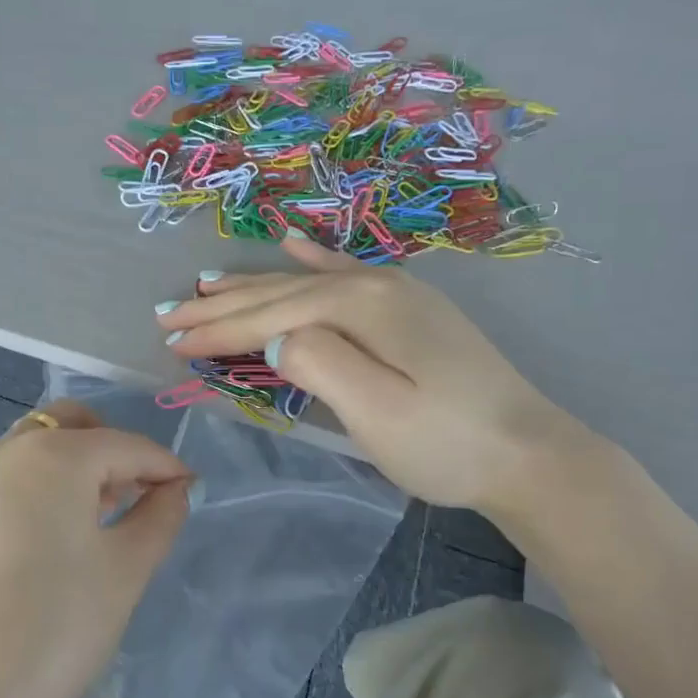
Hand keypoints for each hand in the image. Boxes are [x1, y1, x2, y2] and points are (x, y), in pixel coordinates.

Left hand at [0, 400, 192, 697]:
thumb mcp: (124, 573)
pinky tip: (41, 551)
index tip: (189, 491)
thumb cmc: (54, 631)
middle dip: (110, 450)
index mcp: (53, 457)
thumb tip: (174, 489)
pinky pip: (0, 488)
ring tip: (93, 523)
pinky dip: (34, 495)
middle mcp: (2, 457)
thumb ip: (159, 518)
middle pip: (68, 426)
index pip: (125, 445)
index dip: (164, 466)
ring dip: (70, 470)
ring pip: (30, 453)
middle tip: (134, 496)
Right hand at [157, 233, 598, 521]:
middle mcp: (375, 285)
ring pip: (306, 283)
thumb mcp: (379, 413)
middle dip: (222, 306)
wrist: (529, 453)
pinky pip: (346, 273)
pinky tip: (292, 244)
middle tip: (168, 314)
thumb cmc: (447, 443)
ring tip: (207, 283)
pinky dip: (311, 261)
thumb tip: (273, 336)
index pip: (271, 316)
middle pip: (282, 292)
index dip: (217, 330)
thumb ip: (320, 365)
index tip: (169, 339)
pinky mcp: (410, 311)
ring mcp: (396, 294)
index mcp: (361, 307)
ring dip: (254, 284)